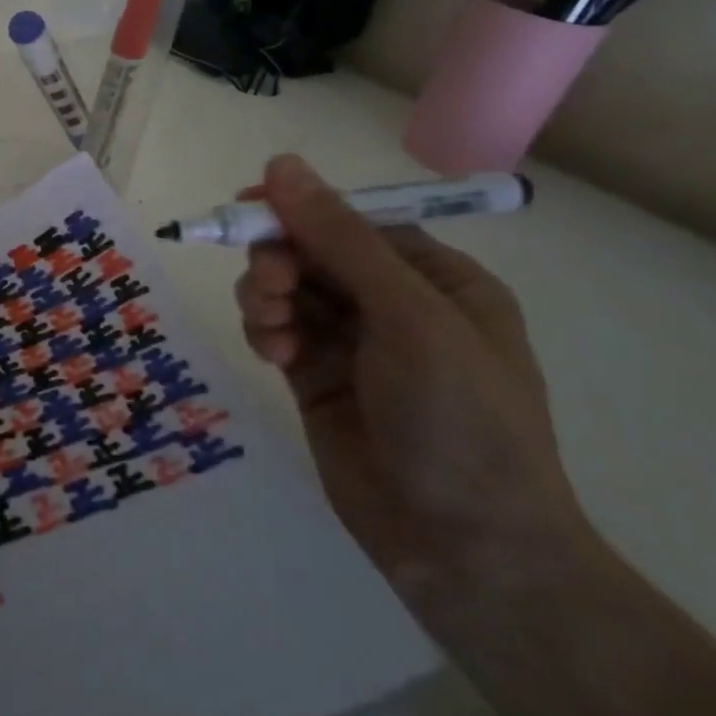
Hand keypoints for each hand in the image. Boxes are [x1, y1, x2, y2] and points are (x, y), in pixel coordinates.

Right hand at [234, 155, 589, 605]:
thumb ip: (340, 238)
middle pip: (312, 251)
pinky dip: (264, 332)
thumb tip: (281, 163)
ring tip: (270, 326)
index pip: (355, 220)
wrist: (467, 552)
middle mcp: (393, 304)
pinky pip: (276, 330)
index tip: (248, 205)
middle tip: (269, 283)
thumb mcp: (408, 316)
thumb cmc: (461, 420)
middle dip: (281, 259)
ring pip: (286, 289)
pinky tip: (272, 354)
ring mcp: (352, 343)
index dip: (302, 208)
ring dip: (266, 295)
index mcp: (436, 279)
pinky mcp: (316, 378)